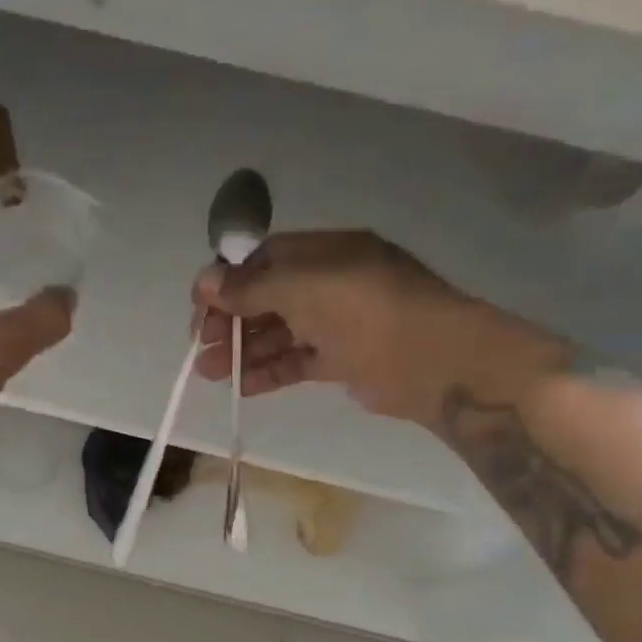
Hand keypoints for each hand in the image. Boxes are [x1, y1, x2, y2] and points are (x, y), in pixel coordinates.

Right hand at [191, 230, 564, 425]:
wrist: (440, 364)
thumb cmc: (373, 313)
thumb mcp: (309, 289)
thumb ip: (254, 287)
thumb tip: (204, 280)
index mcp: (326, 253)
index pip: (265, 260)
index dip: (229, 281)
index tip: (201, 307)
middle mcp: (331, 283)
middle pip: (267, 298)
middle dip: (231, 321)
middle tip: (203, 346)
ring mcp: (339, 323)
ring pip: (279, 333)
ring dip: (243, 350)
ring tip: (210, 373)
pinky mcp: (344, 360)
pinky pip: (297, 361)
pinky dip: (269, 372)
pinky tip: (241, 387)